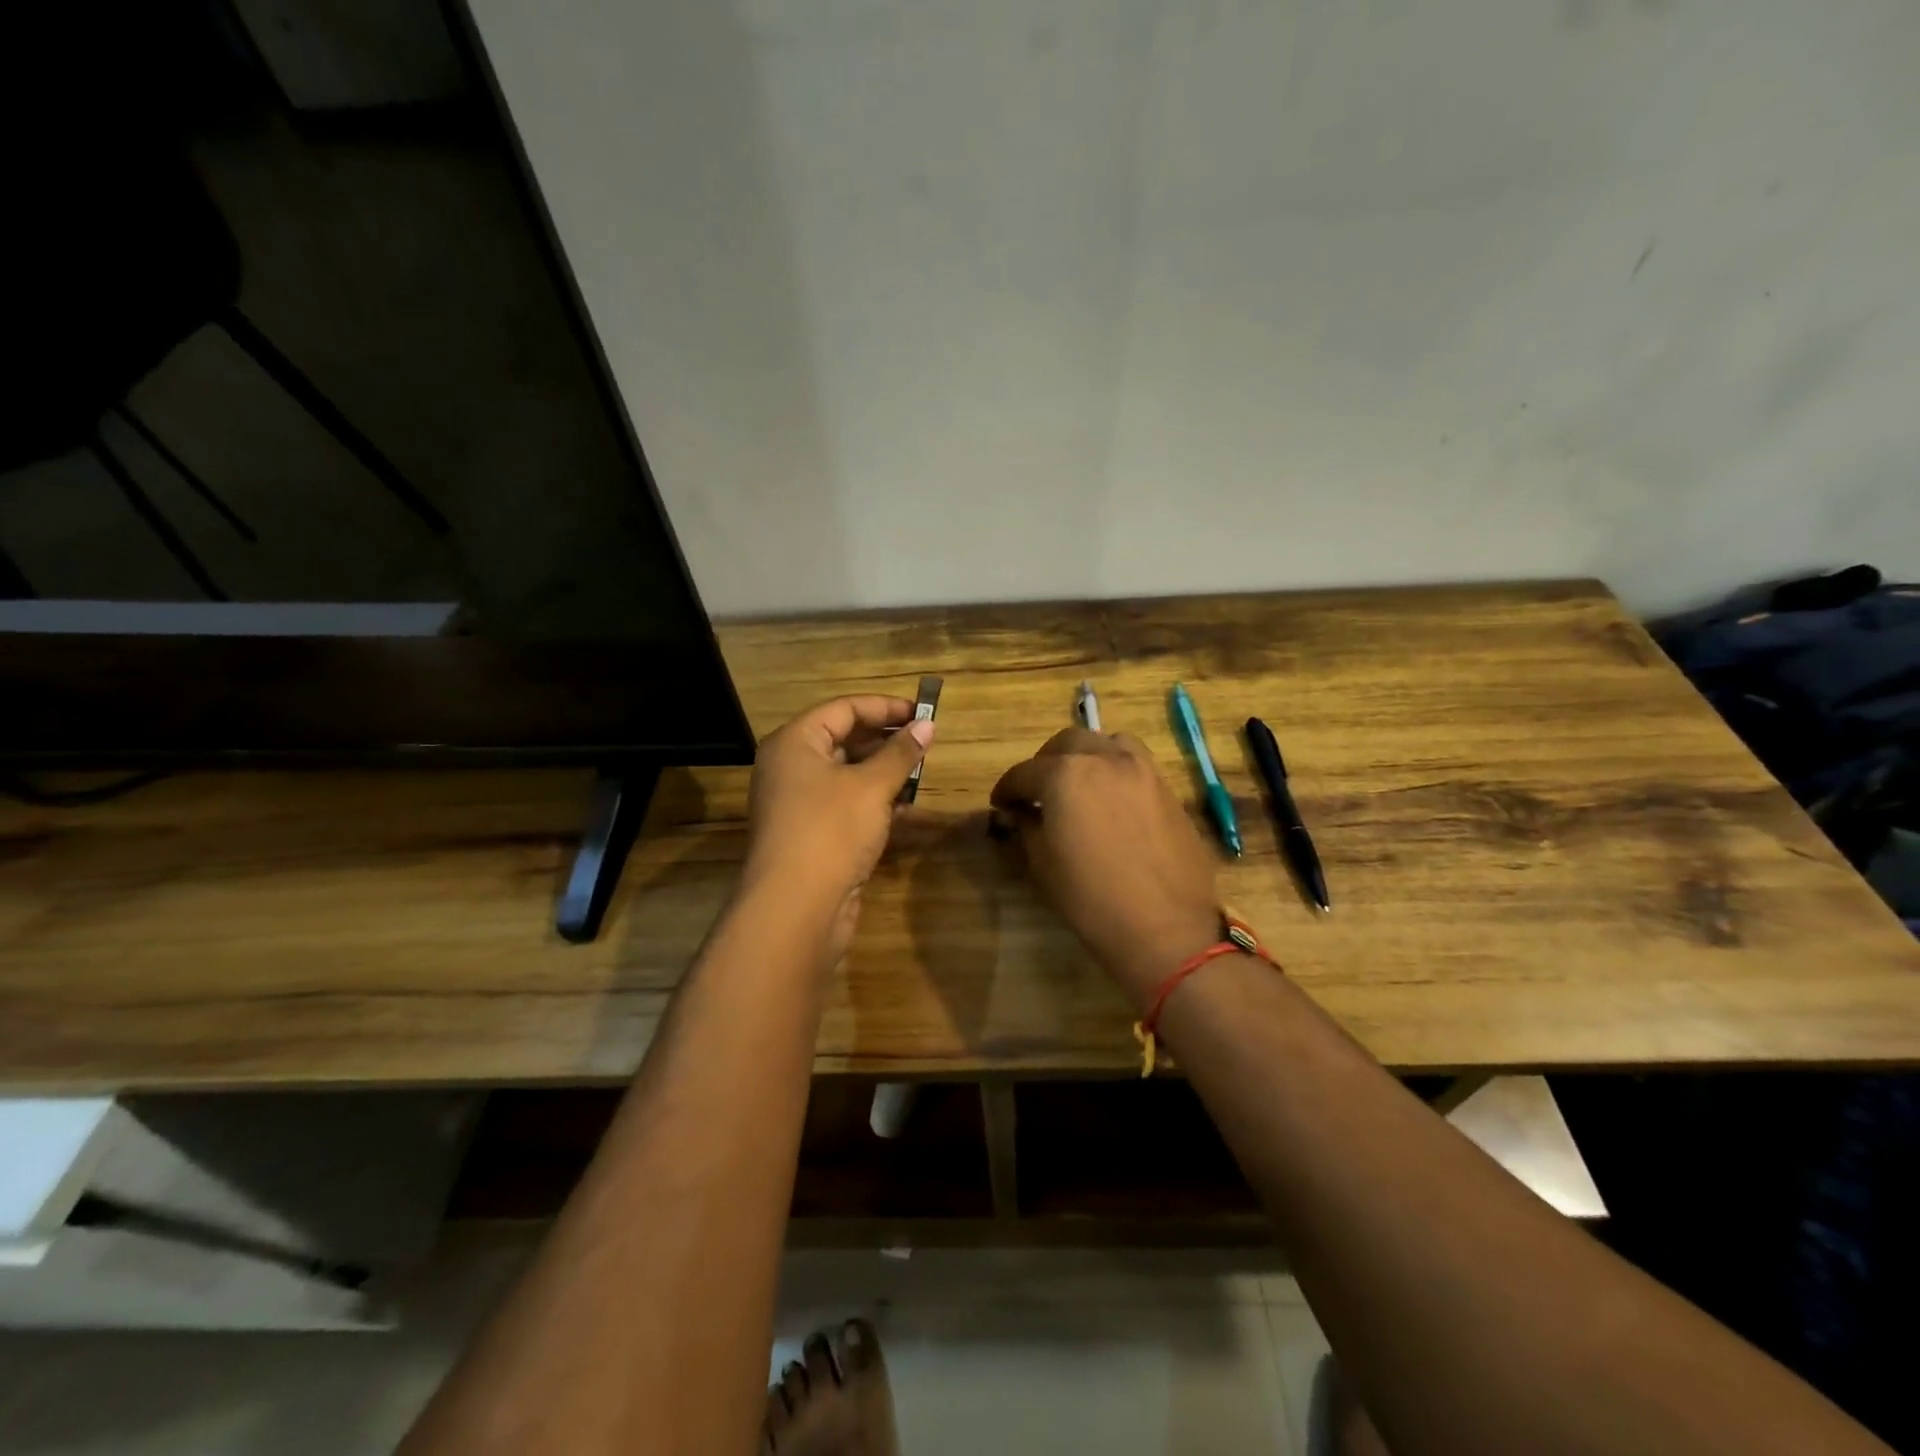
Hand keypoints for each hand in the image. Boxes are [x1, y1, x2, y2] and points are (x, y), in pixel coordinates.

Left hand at [743, 696, 934, 960]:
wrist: (795, 909)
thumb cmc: (830, 831)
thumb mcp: (871, 786)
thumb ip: (901, 754)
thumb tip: (928, 725)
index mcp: (794, 743)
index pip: (843, 709)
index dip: (884, 707)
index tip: (922, 713)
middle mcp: (791, 768)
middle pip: (843, 740)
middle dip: (886, 740)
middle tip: (925, 742)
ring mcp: (799, 804)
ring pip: (847, 776)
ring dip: (884, 773)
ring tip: (921, 771)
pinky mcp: (812, 835)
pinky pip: (846, 806)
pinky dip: (875, 802)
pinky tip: (906, 807)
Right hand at [991, 729, 1221, 1006]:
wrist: (1165, 928)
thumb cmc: (1091, 899)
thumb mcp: (1042, 864)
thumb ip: (1027, 826)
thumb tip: (1022, 812)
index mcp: (1065, 775)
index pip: (1024, 772)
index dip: (1007, 789)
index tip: (1000, 804)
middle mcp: (1104, 760)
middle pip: (1067, 743)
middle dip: (1045, 762)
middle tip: (1036, 790)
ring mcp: (1142, 771)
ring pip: (1107, 743)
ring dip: (1085, 755)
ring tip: (1079, 783)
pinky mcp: (1168, 789)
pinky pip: (1135, 764)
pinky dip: (1115, 769)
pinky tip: (1111, 800)